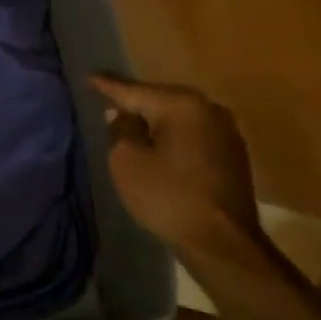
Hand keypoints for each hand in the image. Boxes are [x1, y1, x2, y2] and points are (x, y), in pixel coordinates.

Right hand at [88, 75, 265, 258]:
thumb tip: (121, 114)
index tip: (88, 76)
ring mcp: (226, 130)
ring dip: (155, 120)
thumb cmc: (168, 197)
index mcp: (181, 105)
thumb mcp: (127, 161)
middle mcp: (208, 108)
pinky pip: (192, 133)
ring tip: (130, 121)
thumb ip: (120, 129)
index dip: (107, 85)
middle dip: (134, 101)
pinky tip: (159, 143)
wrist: (223, 244)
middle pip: (159, 98)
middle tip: (107, 99)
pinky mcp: (232, 153)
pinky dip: (172, 135)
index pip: (134, 90)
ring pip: (178, 116)